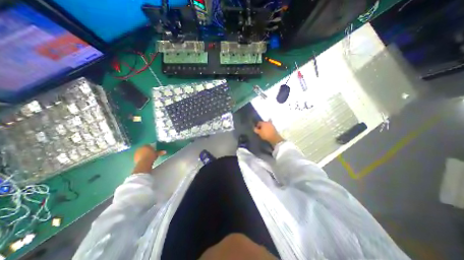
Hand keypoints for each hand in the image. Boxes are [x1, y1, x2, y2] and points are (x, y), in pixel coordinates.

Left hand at [131, 146, 165, 173]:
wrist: (144, 162)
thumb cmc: (151, 156)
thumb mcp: (157, 154)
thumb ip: (160, 152)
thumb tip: (165, 151)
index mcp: (146, 145)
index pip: (148, 145)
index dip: (151, 147)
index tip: (154, 150)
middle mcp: (140, 148)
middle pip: (144, 148)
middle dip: (147, 151)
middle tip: (151, 154)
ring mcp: (136, 153)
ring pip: (141, 152)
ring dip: (144, 154)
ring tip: (148, 158)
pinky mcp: (134, 157)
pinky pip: (139, 156)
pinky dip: (141, 158)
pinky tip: (144, 160)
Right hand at [253, 121, 284, 147]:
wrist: (274, 138)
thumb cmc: (265, 135)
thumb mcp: (259, 133)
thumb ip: (256, 130)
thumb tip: (254, 128)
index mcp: (263, 123)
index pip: (259, 123)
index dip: (257, 126)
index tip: (256, 129)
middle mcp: (267, 122)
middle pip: (263, 123)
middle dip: (261, 126)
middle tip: (260, 130)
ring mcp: (271, 124)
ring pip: (267, 124)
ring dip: (265, 127)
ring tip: (264, 131)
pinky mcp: (274, 127)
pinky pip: (270, 127)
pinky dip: (268, 128)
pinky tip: (268, 131)